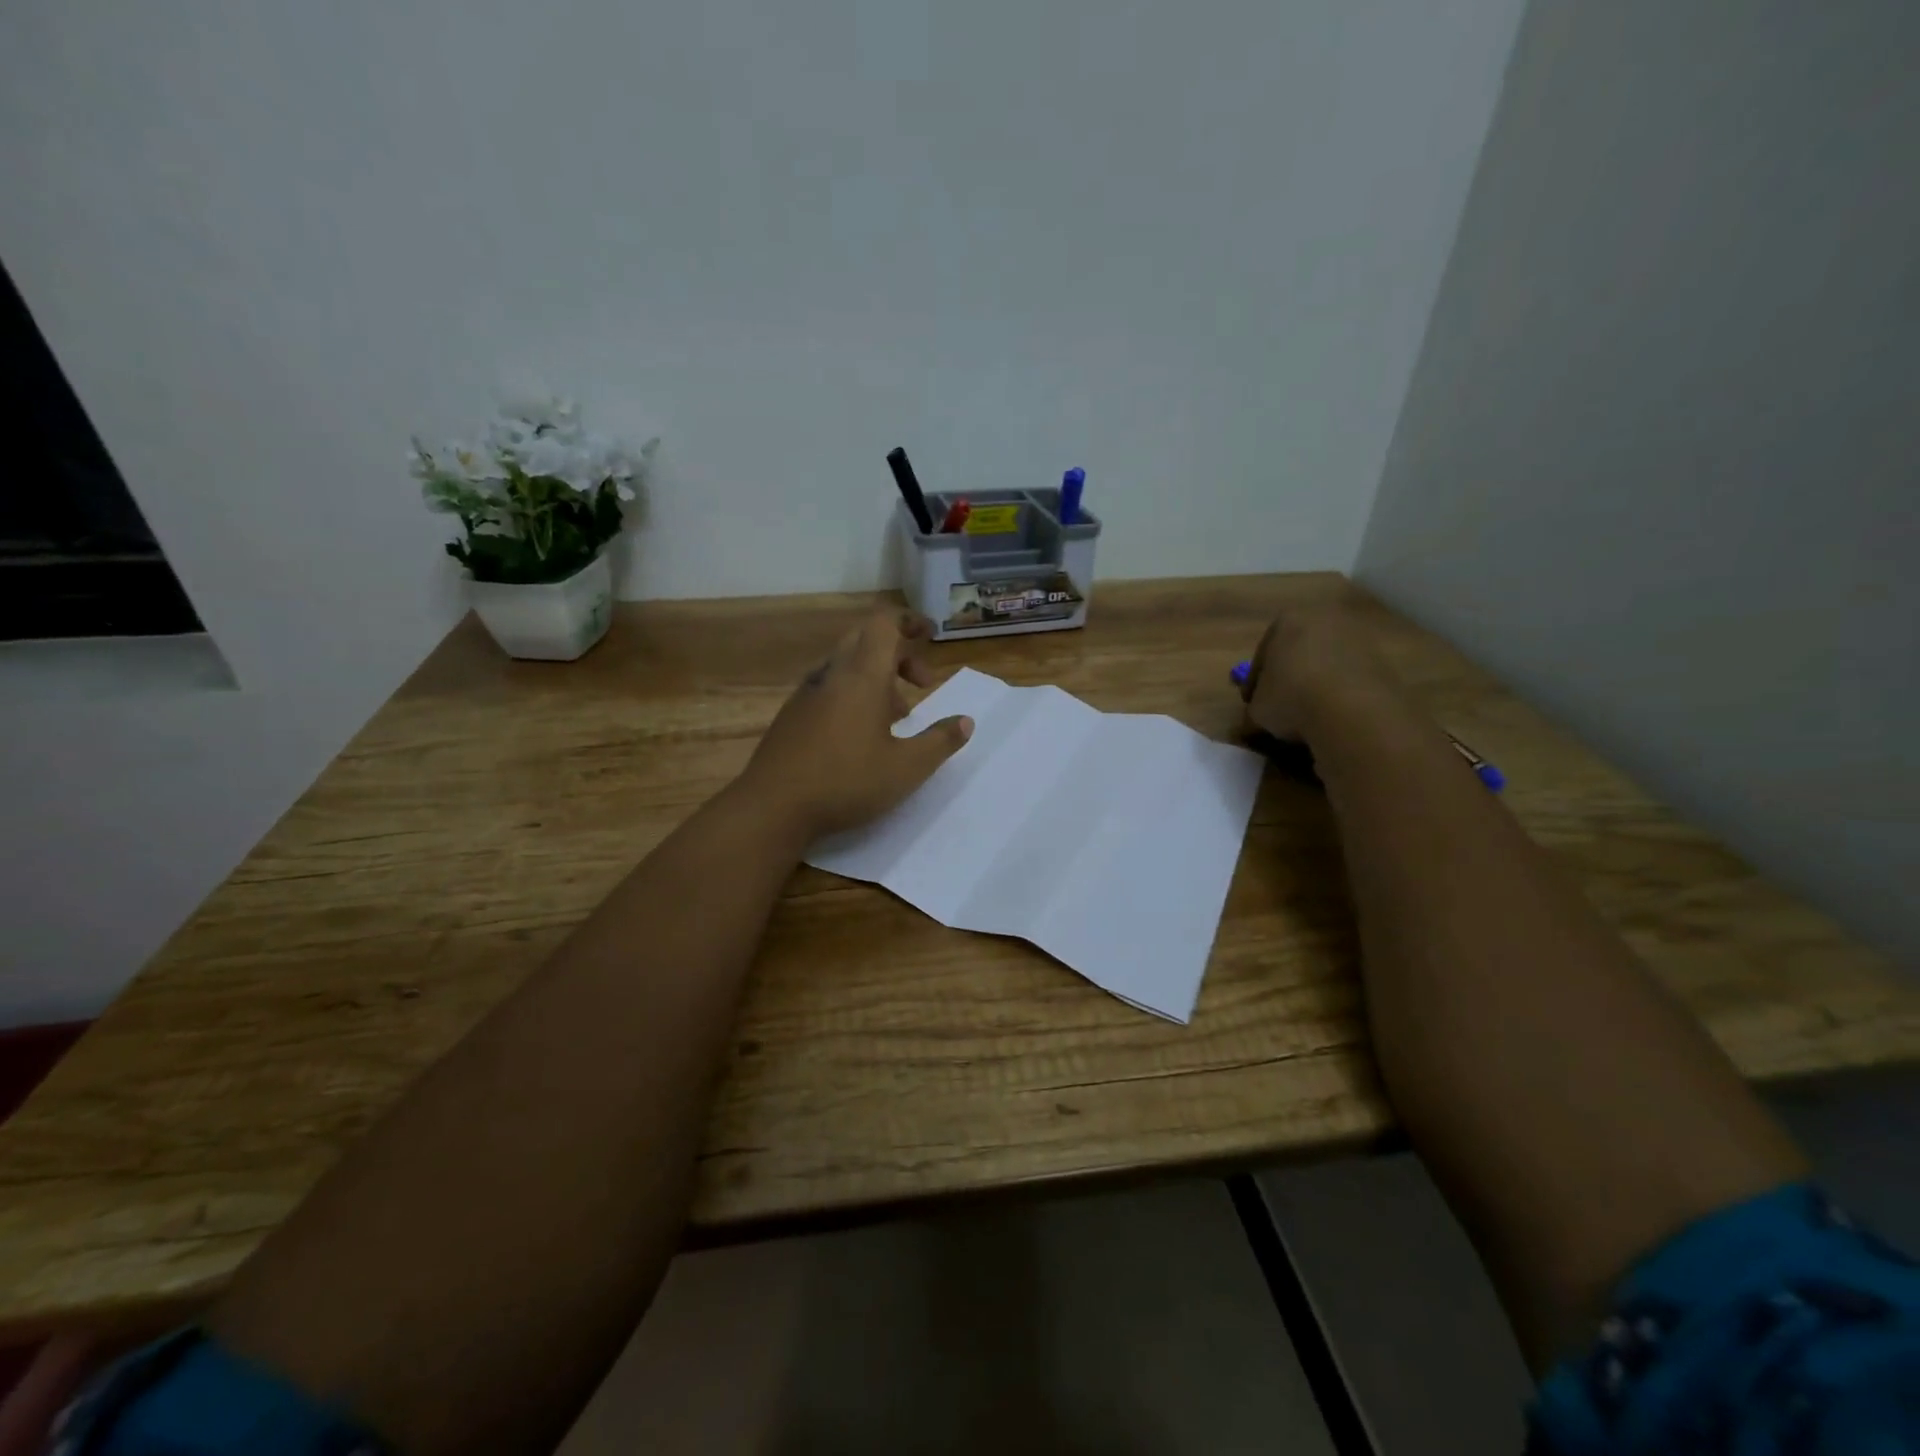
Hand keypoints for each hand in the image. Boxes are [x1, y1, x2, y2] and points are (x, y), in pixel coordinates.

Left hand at [738, 609, 973, 839]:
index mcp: (861, 677)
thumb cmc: (846, 783)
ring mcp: (806, 695)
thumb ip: (940, 741)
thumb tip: (966, 721)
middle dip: (898, 651)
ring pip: (845, 666)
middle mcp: (831, 676)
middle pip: (864, 639)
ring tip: (897, 717)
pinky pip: (828, 688)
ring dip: (876, 677)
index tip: (931, 635)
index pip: (884, 624)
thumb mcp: (907, 769)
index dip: (909, 621)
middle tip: (921, 683)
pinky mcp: (791, 717)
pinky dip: (853, 694)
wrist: (771, 807)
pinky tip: (860, 736)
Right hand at [1242, 604, 1399, 743]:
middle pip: (1298, 651)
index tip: (1253, 704)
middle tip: (1281, 705)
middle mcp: (1323, 619)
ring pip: (1326, 662)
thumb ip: (1255, 707)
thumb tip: (1257, 717)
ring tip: (1309, 714)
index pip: (1262, 653)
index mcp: (1285, 621)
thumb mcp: (1257, 710)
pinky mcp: (1382, 659)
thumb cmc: (1291, 699)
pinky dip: (1340, 692)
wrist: (1352, 710)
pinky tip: (1333, 715)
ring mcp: (1356, 637)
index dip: (1255, 682)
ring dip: (1316, 684)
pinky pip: (1350, 676)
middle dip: (1289, 676)